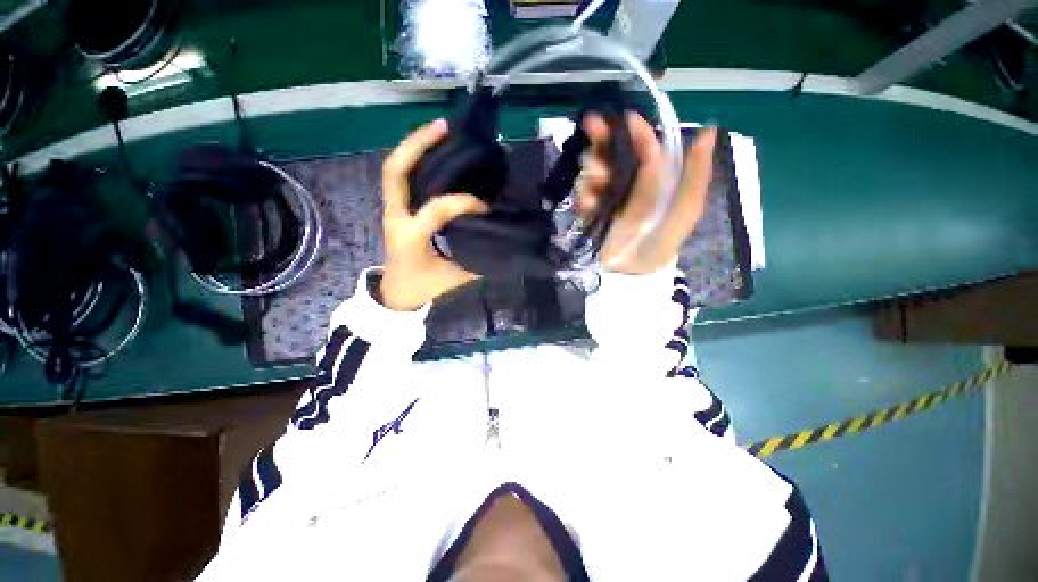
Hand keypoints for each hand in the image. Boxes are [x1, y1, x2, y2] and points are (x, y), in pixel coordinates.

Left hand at [379, 119, 488, 310]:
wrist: (397, 293)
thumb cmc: (424, 286)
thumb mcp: (454, 277)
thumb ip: (476, 258)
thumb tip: (499, 240)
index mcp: (410, 237)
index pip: (436, 208)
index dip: (463, 203)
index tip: (486, 207)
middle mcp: (396, 217)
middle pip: (396, 170)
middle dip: (418, 144)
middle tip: (445, 127)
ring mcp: (393, 209)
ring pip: (395, 168)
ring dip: (415, 146)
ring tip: (441, 130)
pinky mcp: (398, 208)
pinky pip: (402, 177)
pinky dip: (416, 160)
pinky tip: (436, 152)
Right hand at [577, 113, 716, 274]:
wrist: (632, 272)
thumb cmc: (661, 241)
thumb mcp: (686, 209)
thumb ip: (696, 174)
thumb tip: (708, 130)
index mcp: (654, 179)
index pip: (645, 148)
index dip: (638, 132)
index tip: (627, 120)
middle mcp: (629, 182)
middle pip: (613, 153)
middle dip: (602, 139)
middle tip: (591, 125)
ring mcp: (607, 197)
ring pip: (593, 171)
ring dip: (591, 172)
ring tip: (594, 187)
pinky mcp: (590, 211)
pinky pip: (581, 195)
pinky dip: (583, 196)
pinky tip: (587, 204)